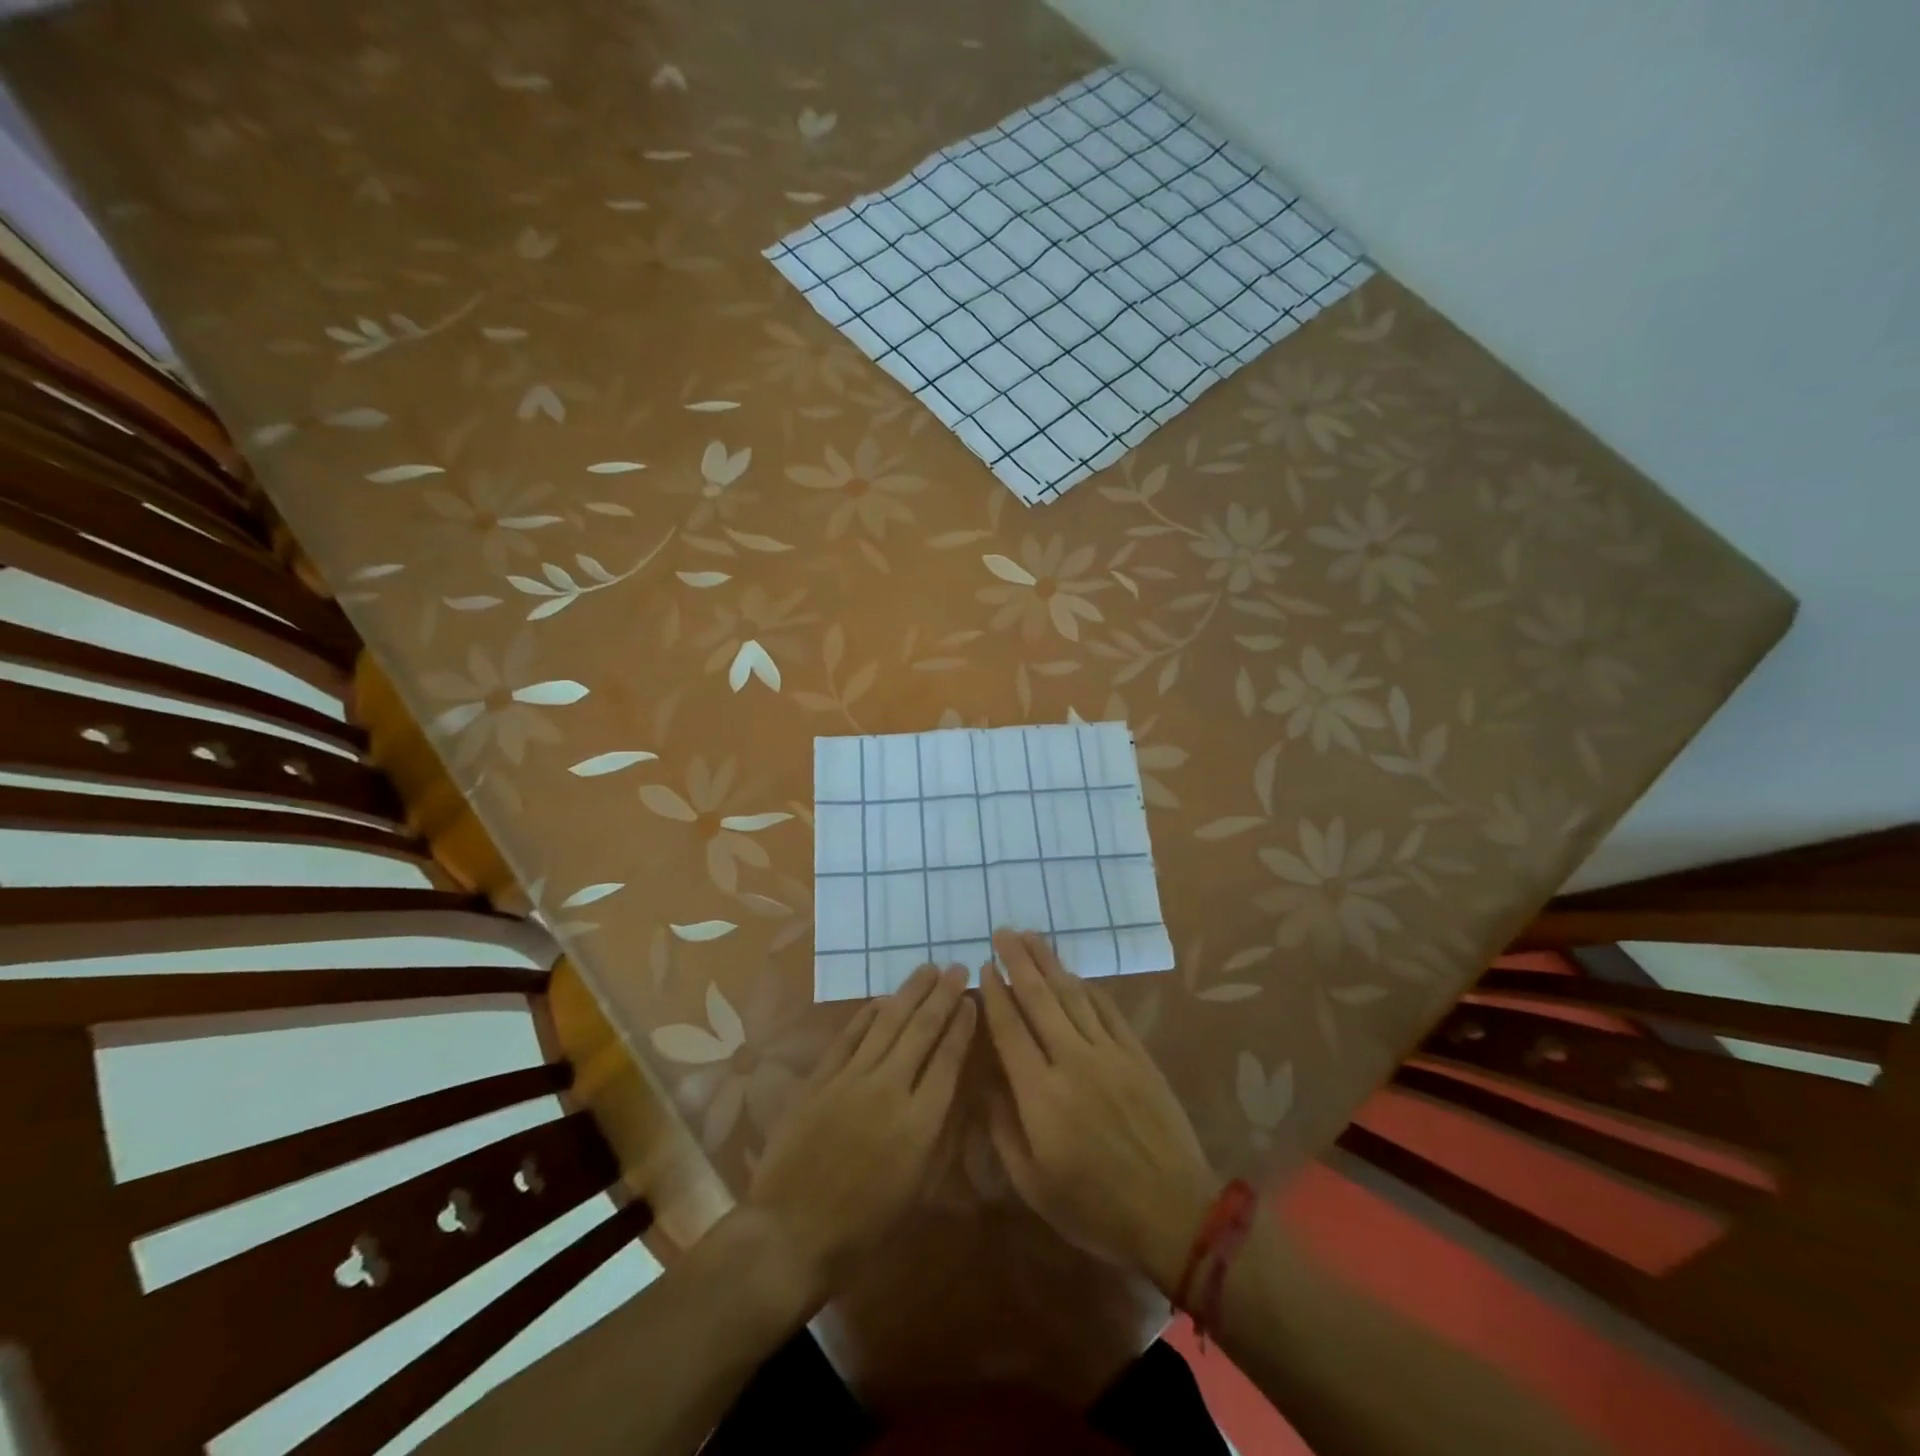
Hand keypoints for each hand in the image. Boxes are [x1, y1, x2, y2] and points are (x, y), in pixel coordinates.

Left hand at [744, 963, 975, 1306]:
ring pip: (887, 1023)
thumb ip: (937, 1135)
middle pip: (922, 1030)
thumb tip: (952, 1092)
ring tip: (927, 969)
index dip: (962, 1026)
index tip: (972, 1001)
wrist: (792, 1231)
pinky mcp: (820, 1078)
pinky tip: (882, 999)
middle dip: (943, 996)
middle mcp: (890, 1089)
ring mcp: (851, 1079)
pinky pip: (849, 1036)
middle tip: (957, 968)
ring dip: (910, 993)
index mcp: (920, 1123)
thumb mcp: (917, 1190)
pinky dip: (867, 1014)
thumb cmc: (864, 1225)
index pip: (948, 1060)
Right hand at [982, 929, 1218, 1294]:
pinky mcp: (1137, 1056)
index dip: (995, 995)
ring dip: (1050, 963)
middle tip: (1003, 932)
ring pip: (1073, 996)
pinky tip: (1075, 975)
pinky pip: (1107, 1011)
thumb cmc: (1094, 1208)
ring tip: (1032, 937)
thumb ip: (1002, 1128)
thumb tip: (985, 1082)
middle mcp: (1073, 1061)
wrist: (1173, 1214)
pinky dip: (1088, 988)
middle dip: (1019, 962)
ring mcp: (1109, 1054)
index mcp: (1041, 1094)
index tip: (983, 967)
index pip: (1010, 1029)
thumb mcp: (1033, 1184)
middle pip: (1040, 999)